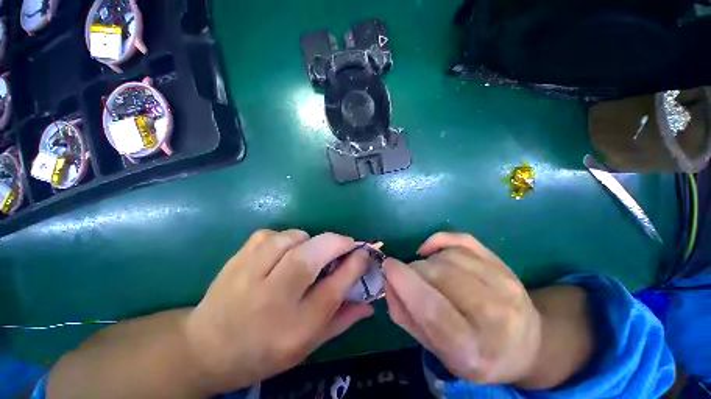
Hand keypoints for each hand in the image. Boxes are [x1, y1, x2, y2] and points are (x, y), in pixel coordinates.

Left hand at [185, 230, 373, 392]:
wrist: (206, 348)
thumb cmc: (265, 351)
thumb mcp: (308, 345)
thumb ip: (342, 320)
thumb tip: (370, 301)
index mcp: (294, 328)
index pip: (334, 288)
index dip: (355, 264)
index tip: (364, 252)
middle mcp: (272, 300)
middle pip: (310, 258)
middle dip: (336, 243)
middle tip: (347, 243)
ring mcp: (250, 276)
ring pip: (290, 239)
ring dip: (309, 240)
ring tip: (309, 251)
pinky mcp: (238, 258)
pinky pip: (272, 235)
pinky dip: (285, 238)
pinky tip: (282, 252)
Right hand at [384, 232, 541, 384]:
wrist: (526, 344)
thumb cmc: (475, 354)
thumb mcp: (435, 348)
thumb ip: (406, 315)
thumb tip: (389, 281)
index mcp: (473, 350)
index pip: (432, 309)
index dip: (405, 283)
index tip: (388, 266)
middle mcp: (495, 316)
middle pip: (438, 274)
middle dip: (414, 270)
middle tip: (409, 278)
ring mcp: (505, 285)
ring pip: (448, 256)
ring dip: (427, 260)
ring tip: (428, 273)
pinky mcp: (504, 265)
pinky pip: (462, 240)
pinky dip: (439, 240)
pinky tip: (431, 250)